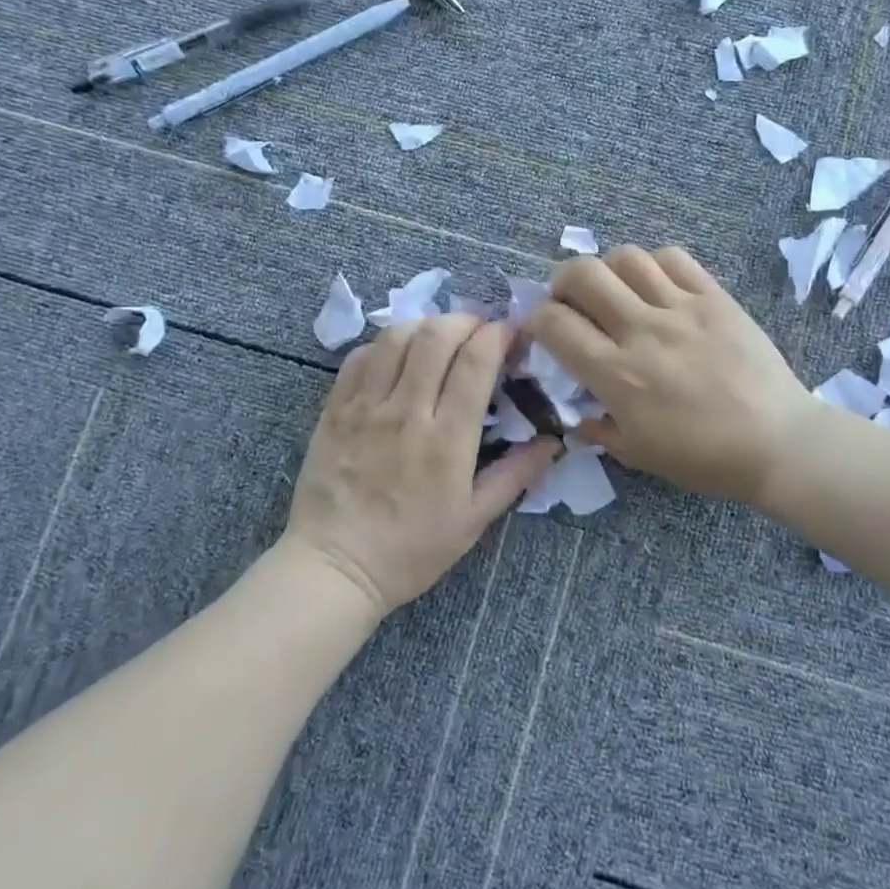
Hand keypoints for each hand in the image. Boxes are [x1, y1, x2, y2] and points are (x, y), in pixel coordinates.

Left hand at [283, 314, 559, 616]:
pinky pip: (360, 357)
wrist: (335, 568)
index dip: (499, 335)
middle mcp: (406, 412)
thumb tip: (554, 442)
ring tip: (440, 338)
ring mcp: (365, 407)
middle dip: (466, 320)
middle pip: (437, 336)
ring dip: (426, 325)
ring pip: (396, 337)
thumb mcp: (474, 520)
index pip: (476, 362)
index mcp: (447, 439)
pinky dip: (385, 344)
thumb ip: (516, 475)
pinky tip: (398, 356)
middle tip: (479, 331)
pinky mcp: (335, 409)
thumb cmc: (411, 550)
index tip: (511, 334)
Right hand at [527, 246, 814, 505]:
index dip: (536, 318)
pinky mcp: (715, 297)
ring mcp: (681, 308)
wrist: (778, 443)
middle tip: (571, 299)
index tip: (542, 327)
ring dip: (608, 269)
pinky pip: (674, 258)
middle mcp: (642, 331)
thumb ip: (598, 430)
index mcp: (617, 374)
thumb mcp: (638, 455)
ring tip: (616, 289)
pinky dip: (654, 264)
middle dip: (562, 280)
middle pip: (583, 274)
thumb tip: (576, 417)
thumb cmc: (705, 458)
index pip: (555, 323)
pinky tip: (657, 285)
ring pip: (626, 257)